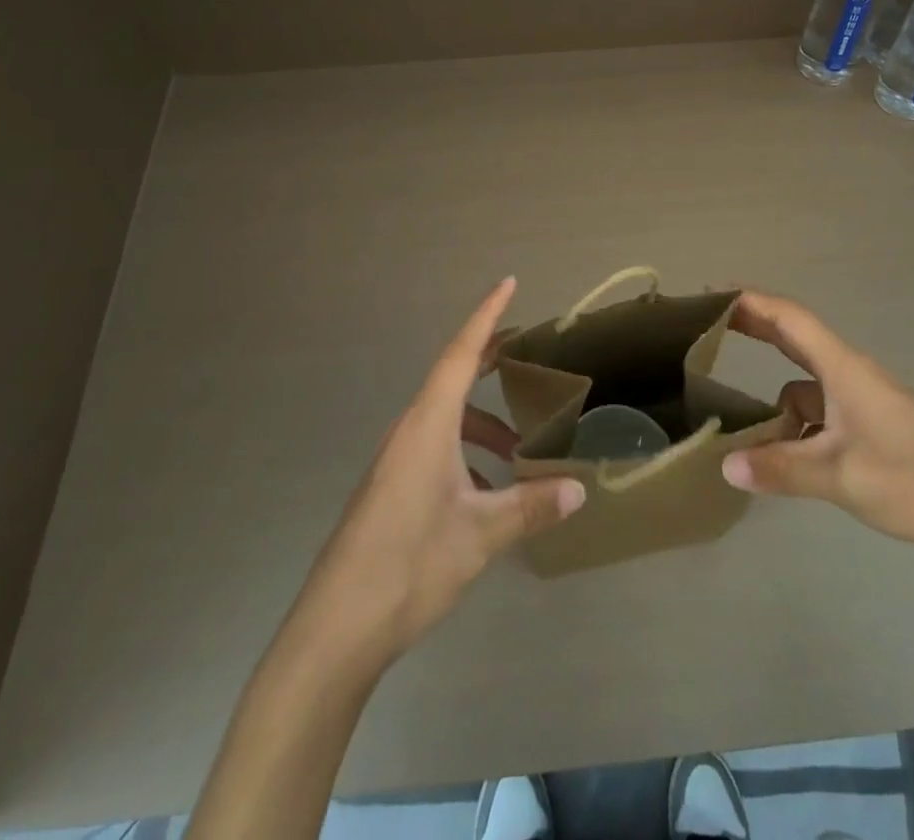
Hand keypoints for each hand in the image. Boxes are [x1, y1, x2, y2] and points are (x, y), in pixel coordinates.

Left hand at [288, 277, 585, 669]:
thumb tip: (579, 489)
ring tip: (520, 447)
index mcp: (428, 425)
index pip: (462, 354)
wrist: (334, 630)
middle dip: (489, 359)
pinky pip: (436, 450)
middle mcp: (409, 432)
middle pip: (452, 379)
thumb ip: (531, 507)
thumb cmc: (409, 565)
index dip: (487, 316)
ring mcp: (396, 462)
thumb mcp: (480, 534)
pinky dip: (467, 455)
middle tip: (524, 346)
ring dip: (483, 423)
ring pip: (447, 421)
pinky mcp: (391, 490)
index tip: (509, 283)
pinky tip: (490, 495)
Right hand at [719, 290, 913, 560]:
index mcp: (842, 368)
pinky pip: (822, 413)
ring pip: (806, 387)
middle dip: (754, 329)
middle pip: (794, 338)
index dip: (750, 301)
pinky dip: (799, 426)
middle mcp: (850, 374)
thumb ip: (780, 469)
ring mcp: (863, 401)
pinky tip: (787, 460)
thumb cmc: (913, 479)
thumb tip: (726, 466)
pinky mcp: (874, 426)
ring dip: (776, 401)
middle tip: (710, 329)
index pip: (788, 317)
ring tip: (741, 428)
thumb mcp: (838, 476)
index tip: (712, 293)